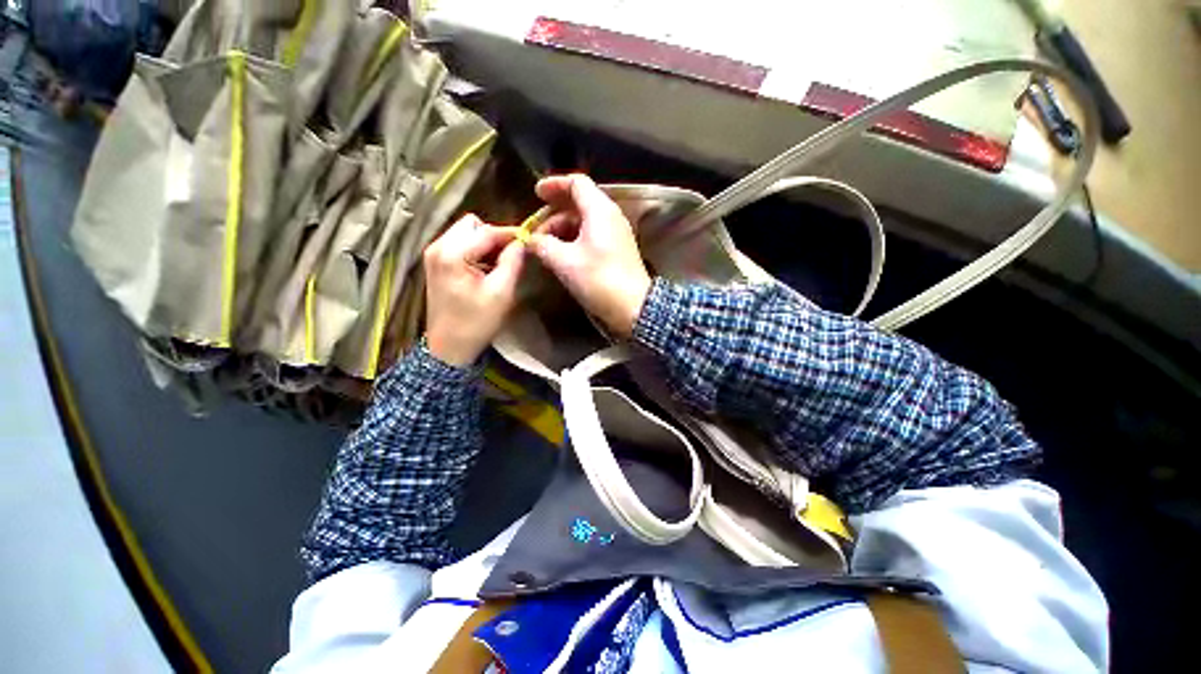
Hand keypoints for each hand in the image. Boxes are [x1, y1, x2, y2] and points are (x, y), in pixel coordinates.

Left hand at [423, 215, 524, 366]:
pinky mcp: (435, 262)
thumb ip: (512, 262)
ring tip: (499, 263)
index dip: (510, 234)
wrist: (449, 347)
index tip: (529, 241)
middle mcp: (437, 246)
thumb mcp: (501, 293)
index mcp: (452, 254)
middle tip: (510, 255)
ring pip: (465, 232)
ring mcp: (433, 254)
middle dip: (494, 236)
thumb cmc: (476, 323)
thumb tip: (522, 242)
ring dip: (485, 243)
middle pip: (472, 224)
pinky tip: (485, 268)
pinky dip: (475, 250)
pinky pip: (459, 243)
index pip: (486, 231)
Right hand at [528, 174, 651, 337]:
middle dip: (555, 212)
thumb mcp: (564, 262)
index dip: (554, 185)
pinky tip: (562, 253)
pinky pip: (593, 234)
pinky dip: (575, 238)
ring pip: (586, 220)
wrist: (634, 307)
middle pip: (580, 202)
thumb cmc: (598, 280)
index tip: (536, 194)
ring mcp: (617, 233)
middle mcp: (611, 216)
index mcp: (600, 210)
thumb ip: (542, 245)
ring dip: (563, 228)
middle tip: (536, 228)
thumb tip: (529, 240)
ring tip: (545, 245)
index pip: (577, 183)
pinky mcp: (618, 250)